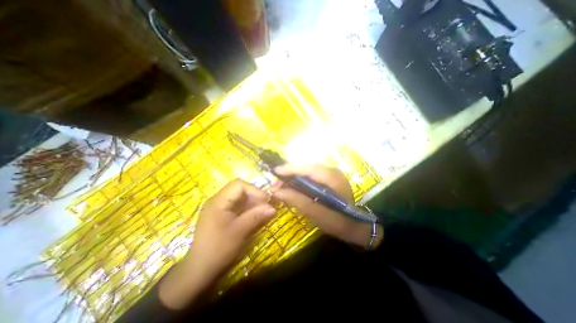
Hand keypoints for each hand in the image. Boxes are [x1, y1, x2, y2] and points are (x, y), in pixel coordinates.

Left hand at [156, 180, 274, 308]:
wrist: (200, 272)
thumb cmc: (219, 249)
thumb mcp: (240, 231)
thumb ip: (256, 216)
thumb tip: (273, 208)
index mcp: (218, 201)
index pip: (239, 185)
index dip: (254, 190)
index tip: (267, 200)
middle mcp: (218, 201)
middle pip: (240, 191)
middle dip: (255, 197)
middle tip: (268, 206)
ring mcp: (220, 209)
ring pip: (240, 199)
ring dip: (253, 204)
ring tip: (264, 212)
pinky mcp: (222, 217)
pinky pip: (238, 208)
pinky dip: (248, 210)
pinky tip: (256, 217)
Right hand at [273, 165, 382, 249]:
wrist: (356, 226)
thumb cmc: (338, 221)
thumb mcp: (316, 213)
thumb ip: (297, 200)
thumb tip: (277, 191)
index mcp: (331, 178)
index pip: (307, 168)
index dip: (290, 168)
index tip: (275, 171)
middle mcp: (331, 171)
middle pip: (306, 167)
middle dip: (289, 173)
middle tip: (276, 183)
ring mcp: (331, 174)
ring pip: (307, 170)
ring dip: (293, 176)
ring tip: (281, 185)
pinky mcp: (328, 179)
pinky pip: (311, 175)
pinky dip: (300, 179)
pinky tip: (292, 185)